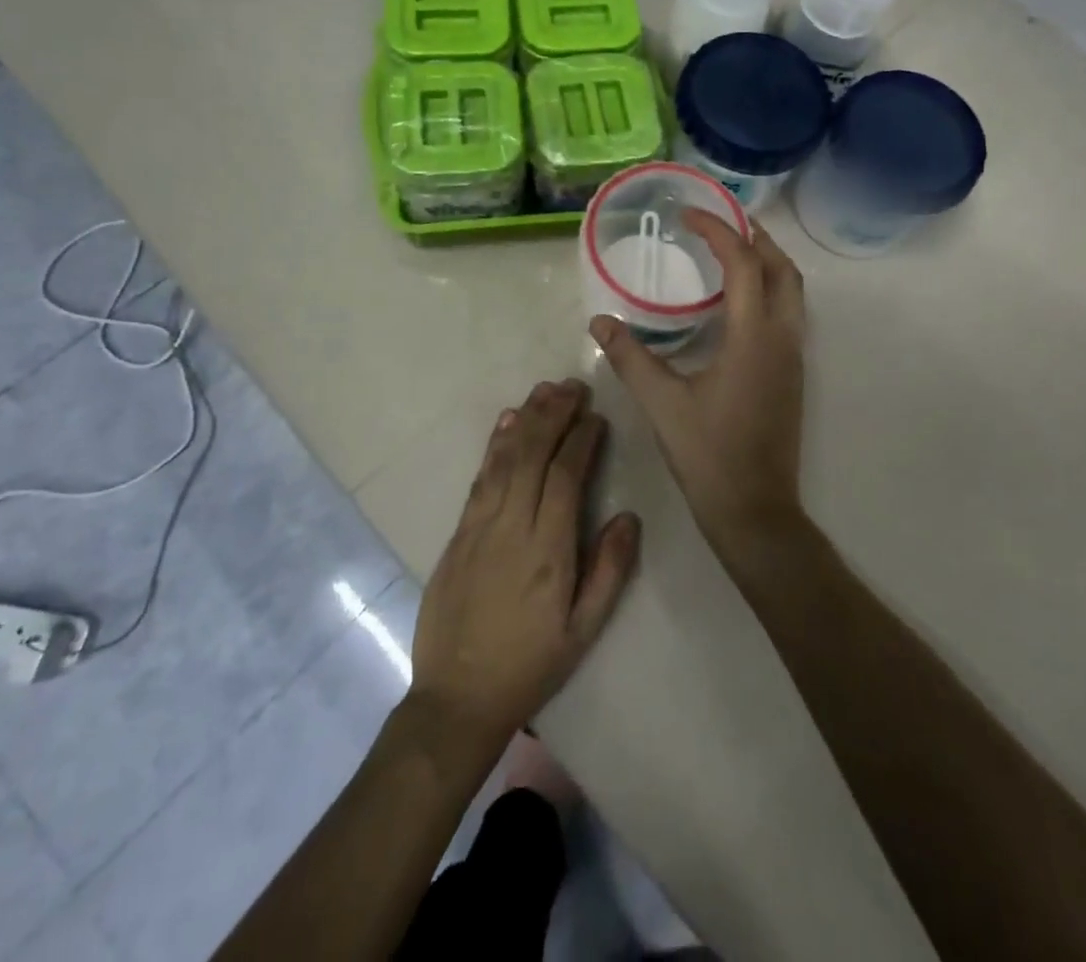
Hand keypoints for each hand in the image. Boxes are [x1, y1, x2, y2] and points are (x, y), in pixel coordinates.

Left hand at [410, 380, 641, 758]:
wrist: (457, 698)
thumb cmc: (530, 666)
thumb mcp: (582, 631)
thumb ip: (608, 572)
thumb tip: (628, 517)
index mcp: (547, 551)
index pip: (565, 477)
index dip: (581, 441)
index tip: (596, 416)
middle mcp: (511, 527)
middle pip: (532, 456)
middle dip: (553, 416)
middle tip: (572, 386)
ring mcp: (479, 527)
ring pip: (504, 459)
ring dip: (525, 420)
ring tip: (544, 392)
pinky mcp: (458, 533)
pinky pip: (479, 478)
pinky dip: (494, 446)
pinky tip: (505, 424)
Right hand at [589, 212, 806, 558]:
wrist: (756, 510)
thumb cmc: (709, 454)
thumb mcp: (662, 403)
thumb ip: (630, 357)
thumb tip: (600, 322)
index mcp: (754, 336)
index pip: (744, 263)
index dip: (719, 230)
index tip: (689, 213)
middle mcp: (783, 338)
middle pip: (783, 268)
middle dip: (756, 236)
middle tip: (721, 220)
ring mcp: (794, 357)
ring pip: (793, 291)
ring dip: (768, 262)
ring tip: (732, 250)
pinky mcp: (793, 375)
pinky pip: (789, 314)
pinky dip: (769, 289)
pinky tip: (737, 303)